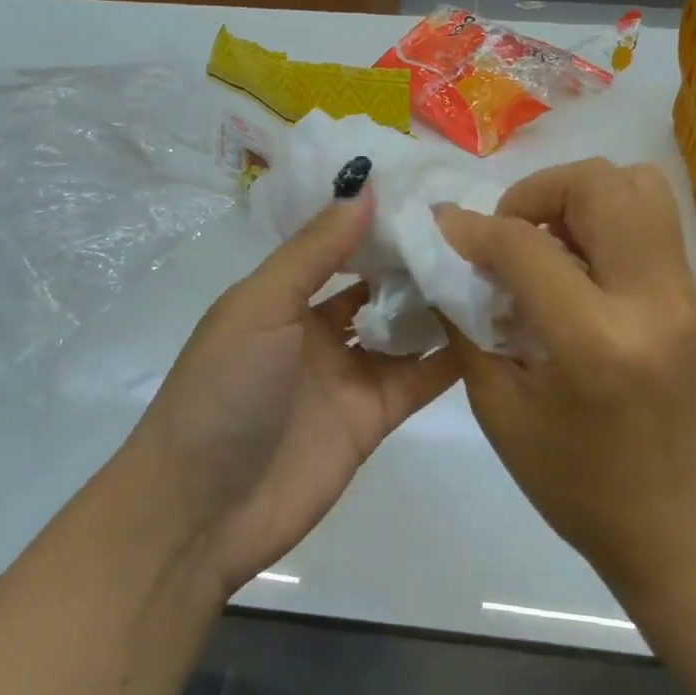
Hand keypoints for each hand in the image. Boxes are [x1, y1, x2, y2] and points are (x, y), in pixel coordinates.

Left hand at [128, 181, 459, 596]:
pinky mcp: (373, 418)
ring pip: (404, 330)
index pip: (339, 246)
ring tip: (494, 267)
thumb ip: (315, 250)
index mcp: (282, 297)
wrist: (201, 509)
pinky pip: (420, 379)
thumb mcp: (261, 305)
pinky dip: (452, 357)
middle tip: (476, 227)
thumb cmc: (223, 389)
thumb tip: (364, 185)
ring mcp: (347, 375)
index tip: (432, 192)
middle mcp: (316, 330)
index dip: (378, 222)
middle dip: (416, 260)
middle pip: (376, 286)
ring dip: (439, 304)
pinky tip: (492, 326)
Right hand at [435, 159, 695, 600]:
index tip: (444, 230)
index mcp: (595, 341)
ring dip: (580, 199)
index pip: (525, 244)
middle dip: (538, 191)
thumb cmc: (576, 485)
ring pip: (640, 187)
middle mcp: (654, 302)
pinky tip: (579, 278)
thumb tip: (448, 262)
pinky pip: (652, 227)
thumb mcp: (500, 410)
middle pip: (602, 182)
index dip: (472, 228)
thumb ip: (469, 325)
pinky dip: (605, 227)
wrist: (682, 533)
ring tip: (548, 246)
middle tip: (509, 234)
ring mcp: (690, 297)